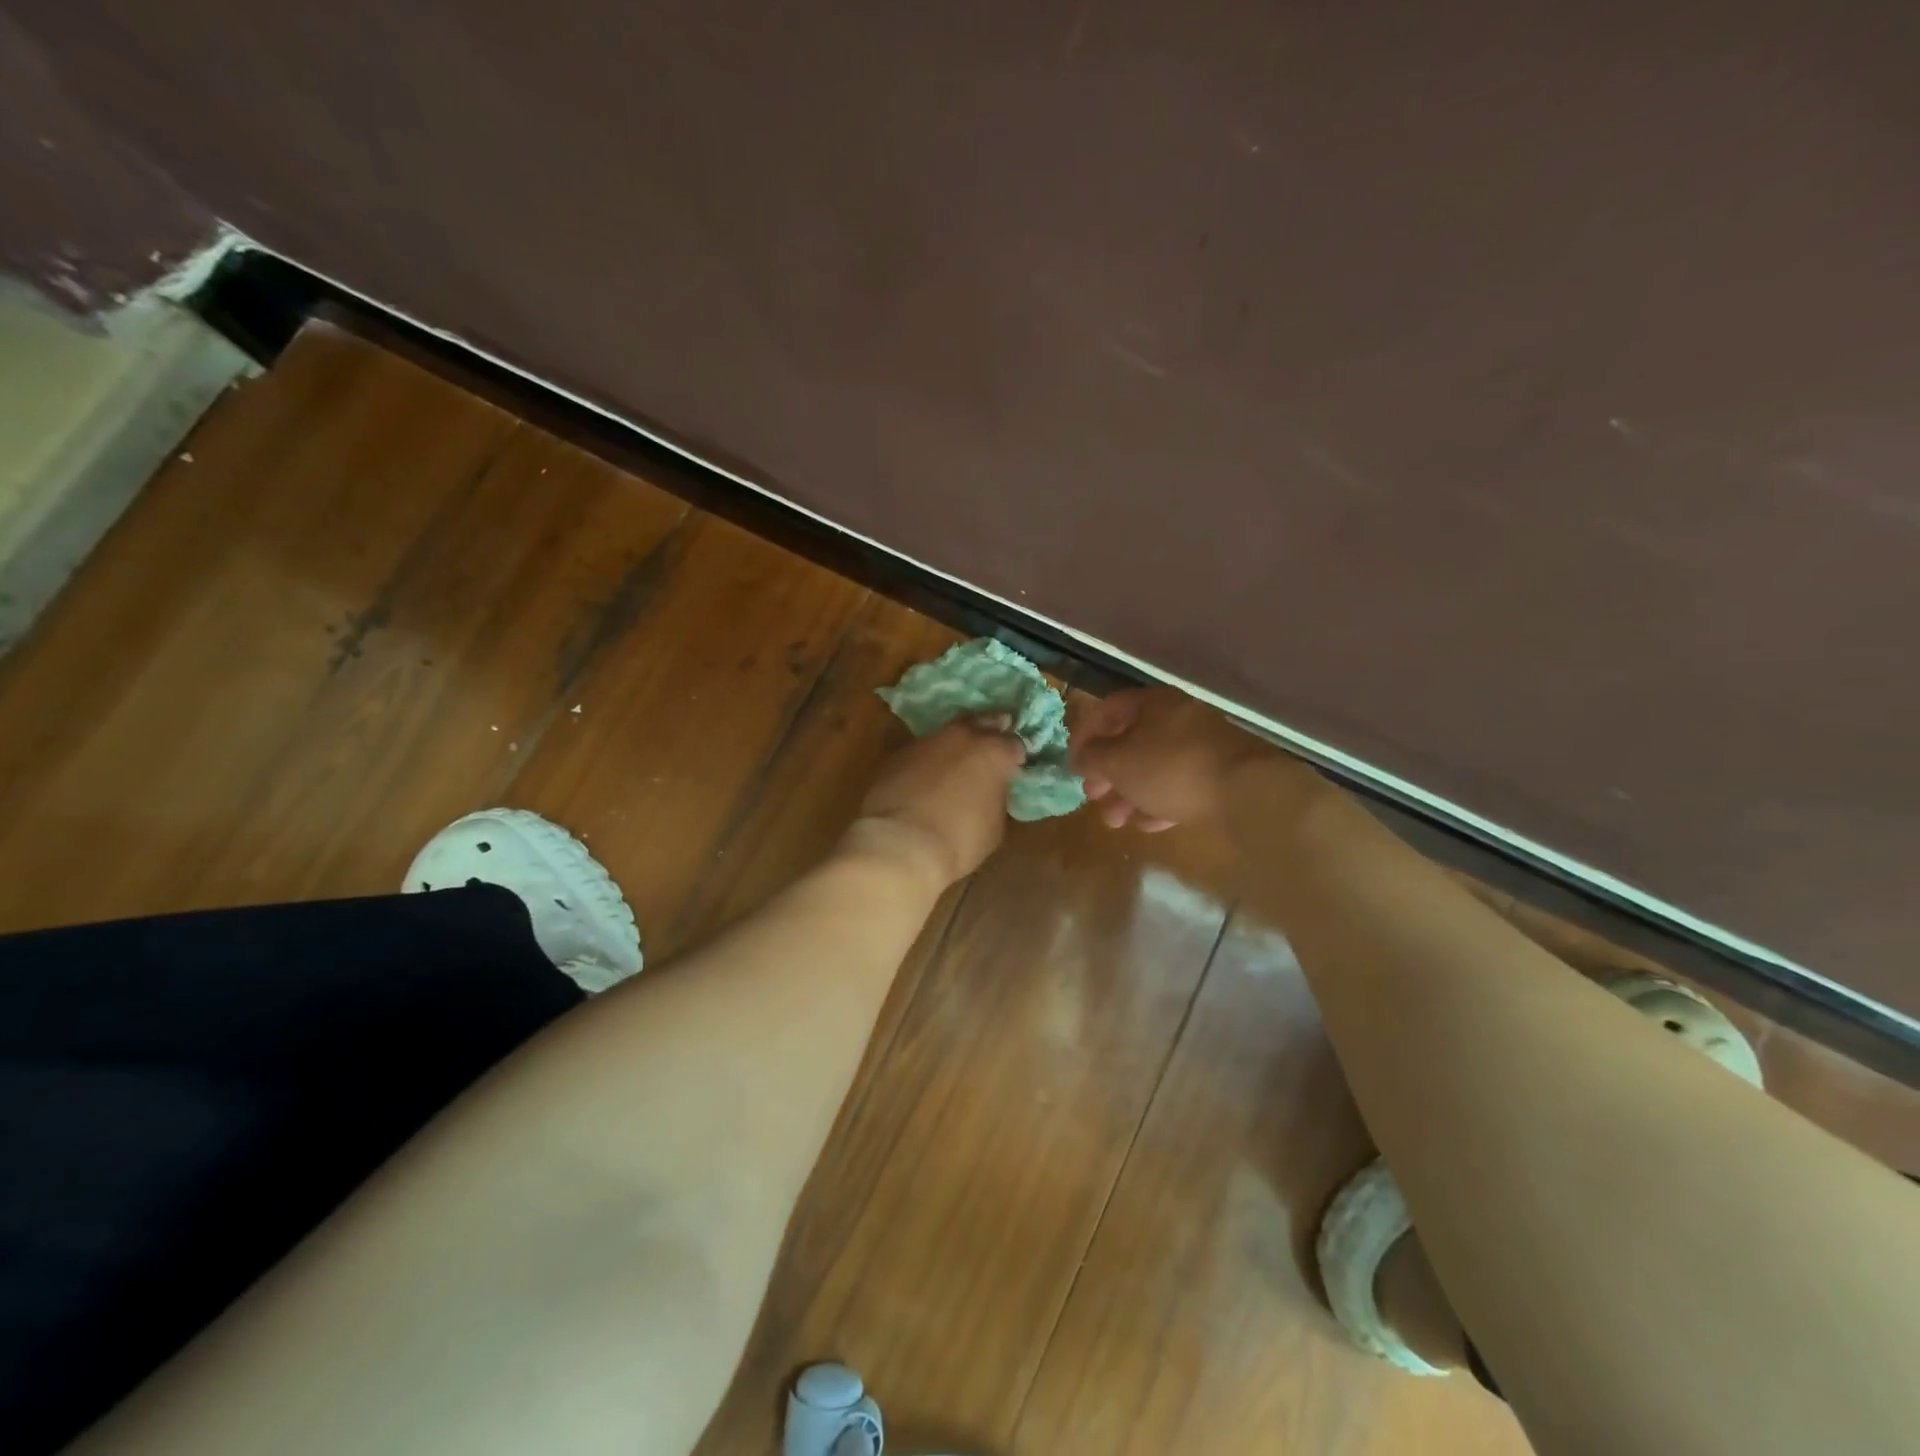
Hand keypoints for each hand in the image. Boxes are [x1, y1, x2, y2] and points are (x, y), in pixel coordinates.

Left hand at [845, 716, 1026, 887]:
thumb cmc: (959, 840)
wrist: (900, 844)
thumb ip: (995, 799)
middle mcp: (961, 737)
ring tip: (954, 764)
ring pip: (946, 736)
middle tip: (989, 742)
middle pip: (980, 722)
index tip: (1014, 764)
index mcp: (993, 752)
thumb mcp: (994, 826)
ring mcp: (925, 742)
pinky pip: (920, 753)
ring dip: (953, 747)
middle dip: (987, 731)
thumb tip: (988, 792)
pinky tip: (924, 779)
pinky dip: (926, 762)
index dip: (1015, 755)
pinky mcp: (896, 755)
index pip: (1013, 743)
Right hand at [1070, 687, 1274, 828]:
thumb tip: (1083, 755)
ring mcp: (1202, 745)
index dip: (1084, 736)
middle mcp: (1177, 717)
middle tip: (1093, 796)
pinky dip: (1159, 802)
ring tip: (1115, 822)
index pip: (1107, 711)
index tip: (1073, 764)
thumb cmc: (1170, 768)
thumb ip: (1093, 757)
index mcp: (1151, 704)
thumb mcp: (1118, 762)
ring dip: (1130, 794)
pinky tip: (1148, 825)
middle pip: (1132, 741)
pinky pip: (1180, 784)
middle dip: (1108, 772)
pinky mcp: (1220, 773)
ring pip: (1155, 767)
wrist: (1246, 789)